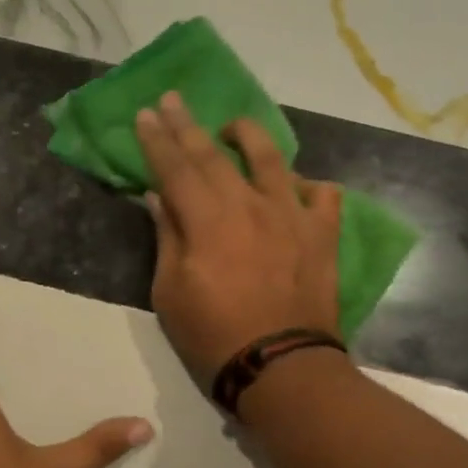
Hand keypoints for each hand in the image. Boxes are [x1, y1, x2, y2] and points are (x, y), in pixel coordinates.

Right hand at [134, 92, 343, 382]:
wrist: (282, 368)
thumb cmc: (214, 336)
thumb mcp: (170, 293)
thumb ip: (168, 237)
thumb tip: (160, 197)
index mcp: (207, 219)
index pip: (175, 167)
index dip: (157, 139)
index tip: (145, 114)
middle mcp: (249, 204)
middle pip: (214, 155)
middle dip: (188, 125)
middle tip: (173, 100)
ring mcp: (291, 216)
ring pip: (272, 159)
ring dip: (248, 136)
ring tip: (232, 126)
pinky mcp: (322, 234)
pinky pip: (322, 195)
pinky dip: (308, 185)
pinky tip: (297, 186)